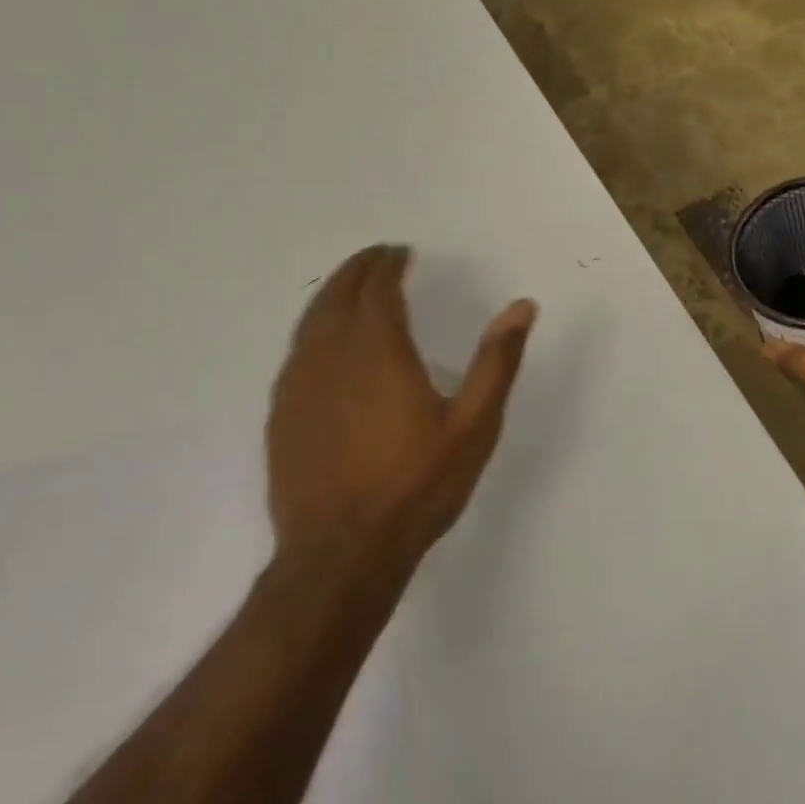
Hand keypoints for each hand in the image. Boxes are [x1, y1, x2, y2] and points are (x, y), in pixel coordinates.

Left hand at [267, 244, 537, 576]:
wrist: (342, 551)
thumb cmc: (416, 485)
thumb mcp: (474, 425)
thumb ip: (496, 362)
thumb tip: (523, 307)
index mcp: (378, 349)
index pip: (378, 288)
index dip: (388, 264)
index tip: (400, 252)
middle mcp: (331, 355)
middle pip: (338, 294)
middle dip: (358, 270)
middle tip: (375, 258)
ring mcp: (299, 384)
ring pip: (310, 321)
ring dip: (331, 295)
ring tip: (349, 288)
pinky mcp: (281, 413)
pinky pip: (295, 353)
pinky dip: (312, 330)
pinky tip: (322, 345)